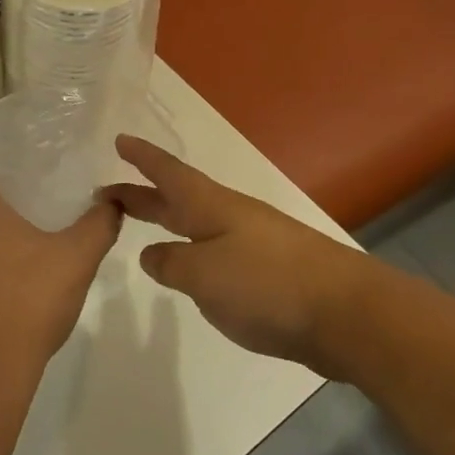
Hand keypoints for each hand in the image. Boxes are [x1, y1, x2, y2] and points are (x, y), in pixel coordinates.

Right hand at [106, 136, 363, 369]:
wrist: (347, 314)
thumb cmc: (266, 283)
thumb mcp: (203, 273)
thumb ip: (170, 262)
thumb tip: (152, 254)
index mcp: (210, 207)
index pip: (168, 173)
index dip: (142, 157)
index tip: (119, 140)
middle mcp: (229, 217)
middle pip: (178, 199)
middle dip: (143, 194)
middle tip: (107, 192)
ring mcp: (251, 244)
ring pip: (196, 226)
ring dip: (167, 223)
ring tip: (141, 229)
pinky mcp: (267, 273)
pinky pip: (214, 253)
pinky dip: (191, 252)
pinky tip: (188, 270)